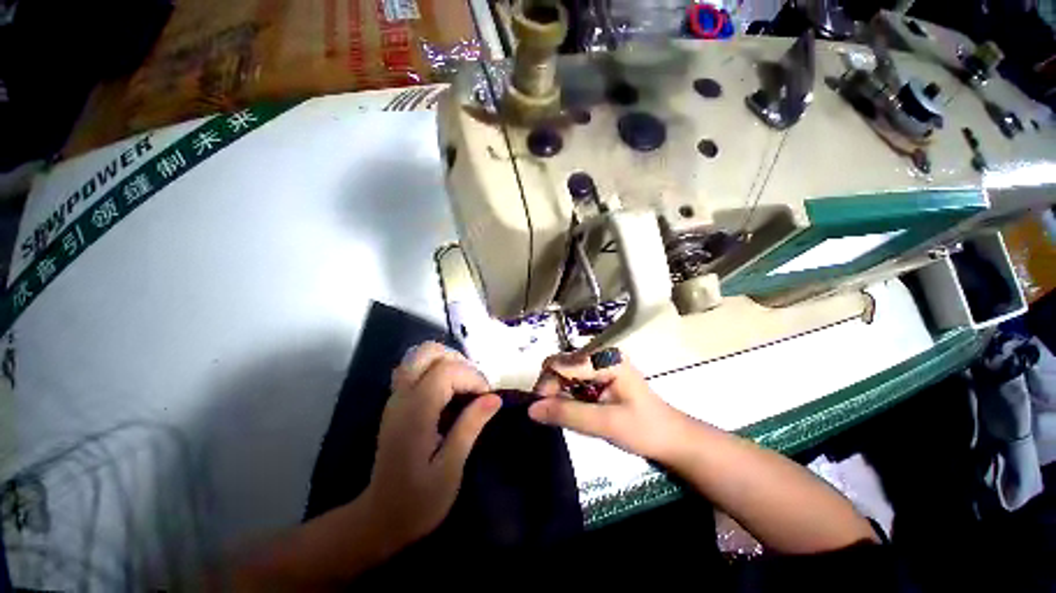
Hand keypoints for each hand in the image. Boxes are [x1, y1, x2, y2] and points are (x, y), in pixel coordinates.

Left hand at [363, 342, 500, 548]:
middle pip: (428, 352)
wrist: (379, 519)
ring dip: (448, 361)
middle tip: (475, 385)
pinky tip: (448, 391)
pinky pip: (416, 368)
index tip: (487, 398)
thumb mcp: (450, 469)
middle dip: (459, 361)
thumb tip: (494, 398)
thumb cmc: (418, 501)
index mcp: (415, 412)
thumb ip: (470, 427)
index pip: (445, 371)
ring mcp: (396, 397)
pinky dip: (436, 368)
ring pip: (420, 355)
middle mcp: (402, 397)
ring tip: (465, 385)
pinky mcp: (397, 402)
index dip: (472, 377)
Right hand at [528, 350, 685, 459]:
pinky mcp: (598, 374)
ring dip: (558, 392)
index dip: (546, 385)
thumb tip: (531, 410)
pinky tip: (574, 409)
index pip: (561, 363)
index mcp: (604, 359)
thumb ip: (568, 414)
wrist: (670, 438)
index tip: (540, 411)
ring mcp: (599, 363)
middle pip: (560, 364)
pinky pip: (572, 379)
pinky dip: (567, 394)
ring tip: (564, 414)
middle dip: (550, 388)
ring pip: (563, 372)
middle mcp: (599, 354)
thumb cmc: (643, 429)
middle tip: (551, 415)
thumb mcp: (605, 424)